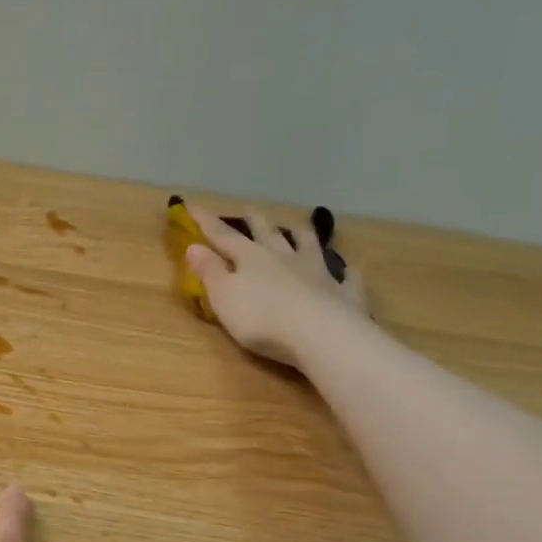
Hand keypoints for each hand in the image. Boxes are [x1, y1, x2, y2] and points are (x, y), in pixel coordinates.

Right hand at [184, 205, 370, 368]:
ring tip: (299, 228)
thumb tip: (193, 246)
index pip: (223, 236)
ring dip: (302, 236)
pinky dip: (346, 271)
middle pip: (268, 234)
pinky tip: (349, 269)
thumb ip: (209, 271)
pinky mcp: (342, 292)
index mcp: (251, 257)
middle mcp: (285, 256)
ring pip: (309, 245)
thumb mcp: (223, 296)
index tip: (192, 206)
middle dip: (256, 222)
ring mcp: (318, 272)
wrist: (319, 334)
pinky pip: (346, 277)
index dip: (206, 222)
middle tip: (249, 211)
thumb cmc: (261, 318)